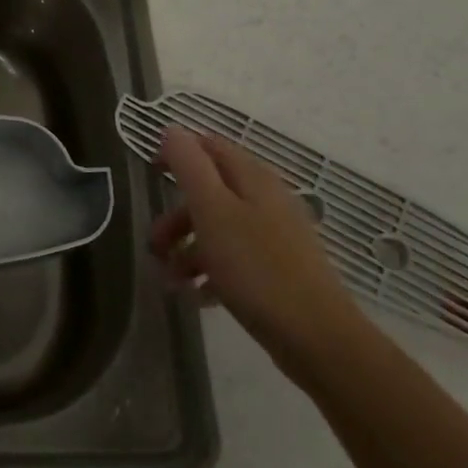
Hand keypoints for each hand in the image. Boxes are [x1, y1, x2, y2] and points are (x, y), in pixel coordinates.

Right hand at [150, 127, 370, 379]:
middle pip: (209, 192)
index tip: (150, 175)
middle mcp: (265, 200)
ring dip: (188, 249)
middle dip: (176, 216)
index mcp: (252, 178)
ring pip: (218, 228)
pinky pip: (234, 259)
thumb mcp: (213, 211)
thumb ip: (189, 166)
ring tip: (170, 281)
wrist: (317, 338)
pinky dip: (210, 272)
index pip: (209, 146)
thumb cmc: (256, 267)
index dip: (177, 153)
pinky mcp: (277, 269)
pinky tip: (198, 296)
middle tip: (155, 245)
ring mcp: (274, 236)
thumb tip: (172, 129)